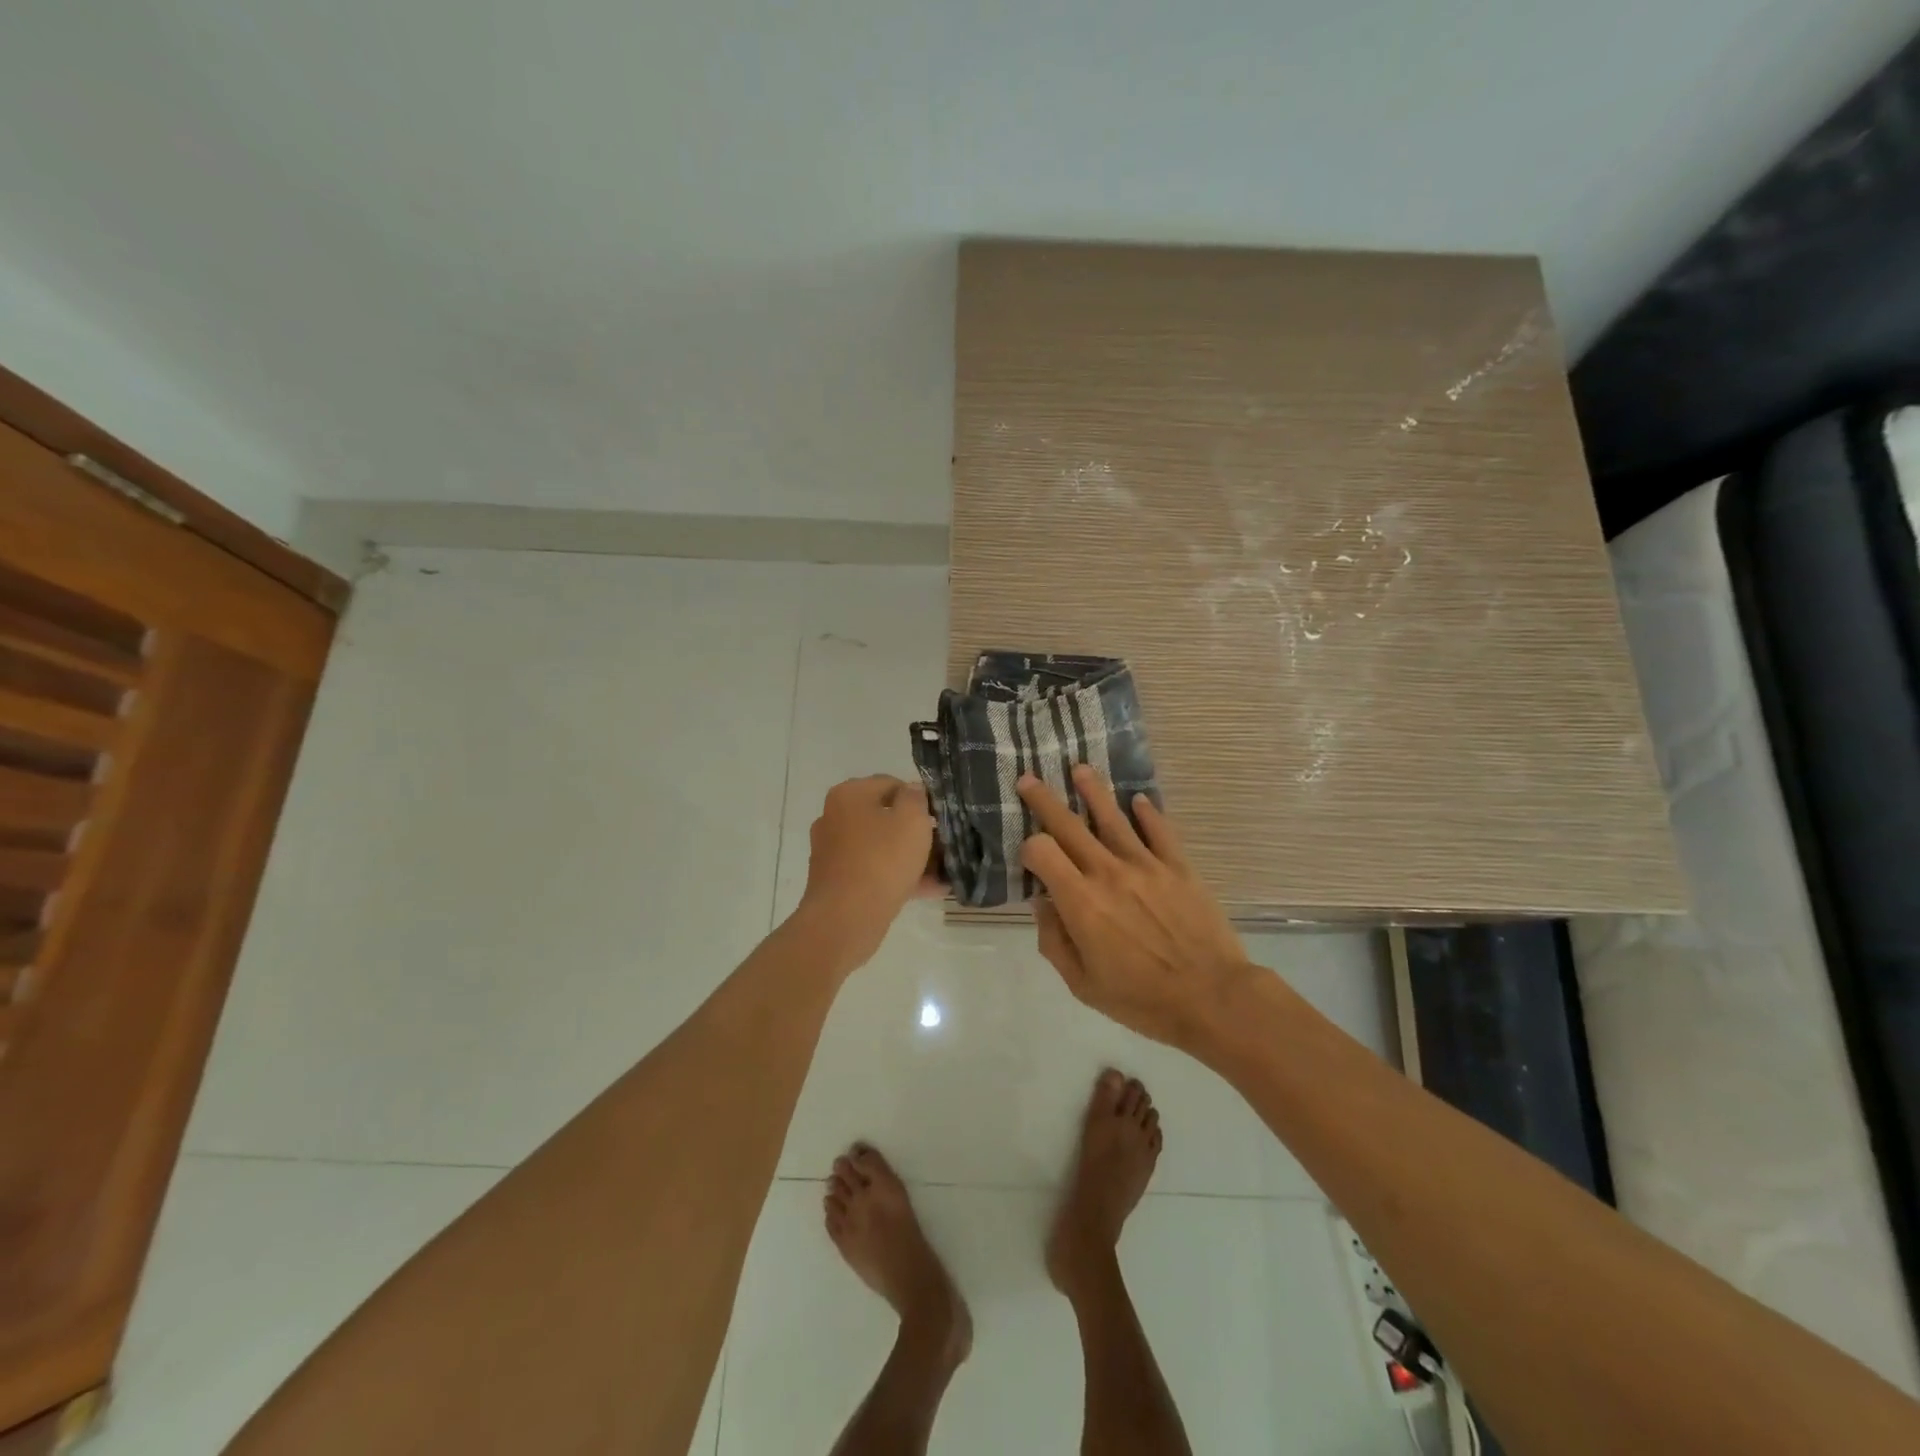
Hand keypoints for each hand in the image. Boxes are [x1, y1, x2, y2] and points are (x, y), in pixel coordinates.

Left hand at [797, 775, 938, 967]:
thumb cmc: (881, 860)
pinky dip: (898, 876)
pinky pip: (874, 871)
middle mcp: (835, 818)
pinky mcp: (837, 880)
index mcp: (849, 795)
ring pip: (881, 846)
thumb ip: (916, 798)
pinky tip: (929, 889)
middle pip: (885, 817)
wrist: (845, 919)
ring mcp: (833, 851)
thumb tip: (912, 790)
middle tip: (944, 844)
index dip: (919, 798)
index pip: (891, 784)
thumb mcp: (912, 820)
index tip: (940, 818)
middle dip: (916, 831)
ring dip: (911, 856)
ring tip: (942, 871)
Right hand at [1018, 766, 1253, 1049]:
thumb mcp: (1083, 984)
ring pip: (1113, 817)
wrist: (1213, 998)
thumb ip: (1054, 941)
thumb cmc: (1142, 999)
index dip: (1028, 848)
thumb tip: (1042, 903)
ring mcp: (1146, 865)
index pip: (1042, 852)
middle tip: (1028, 779)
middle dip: (1044, 800)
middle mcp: (1108, 872)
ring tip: (1080, 769)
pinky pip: (1160, 831)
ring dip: (1093, 791)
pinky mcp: (1178, 866)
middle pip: (1069, 825)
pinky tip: (1139, 800)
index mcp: (1080, 901)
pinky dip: (1148, 812)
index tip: (1028, 856)